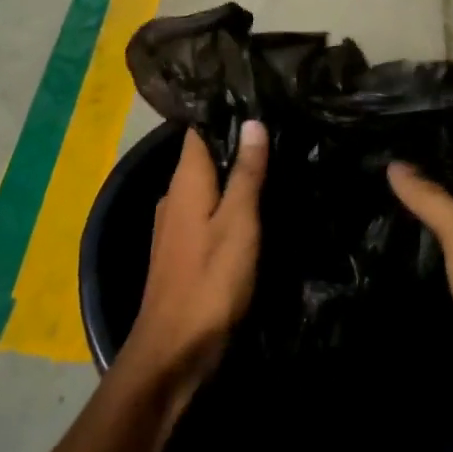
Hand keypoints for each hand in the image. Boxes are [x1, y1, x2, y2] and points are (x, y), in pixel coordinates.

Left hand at [121, 122, 268, 398]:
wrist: (173, 350)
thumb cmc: (210, 282)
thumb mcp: (238, 224)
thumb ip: (246, 174)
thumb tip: (252, 122)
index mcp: (185, 182)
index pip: (198, 132)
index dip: (224, 115)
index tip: (258, 101)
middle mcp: (173, 197)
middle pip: (203, 159)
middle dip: (234, 147)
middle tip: (278, 133)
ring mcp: (174, 226)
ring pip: (206, 189)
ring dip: (232, 179)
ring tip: (273, 166)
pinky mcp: (181, 251)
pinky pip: (206, 214)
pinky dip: (227, 207)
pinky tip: (252, 211)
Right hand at [388, 143, 452, 434]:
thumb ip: (433, 200)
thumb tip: (395, 162)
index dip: (443, 138)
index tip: (399, 120)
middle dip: (420, 171)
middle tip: (370, 150)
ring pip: (442, 222)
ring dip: (413, 206)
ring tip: (366, 181)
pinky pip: (433, 256)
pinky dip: (411, 242)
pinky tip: (379, 229)